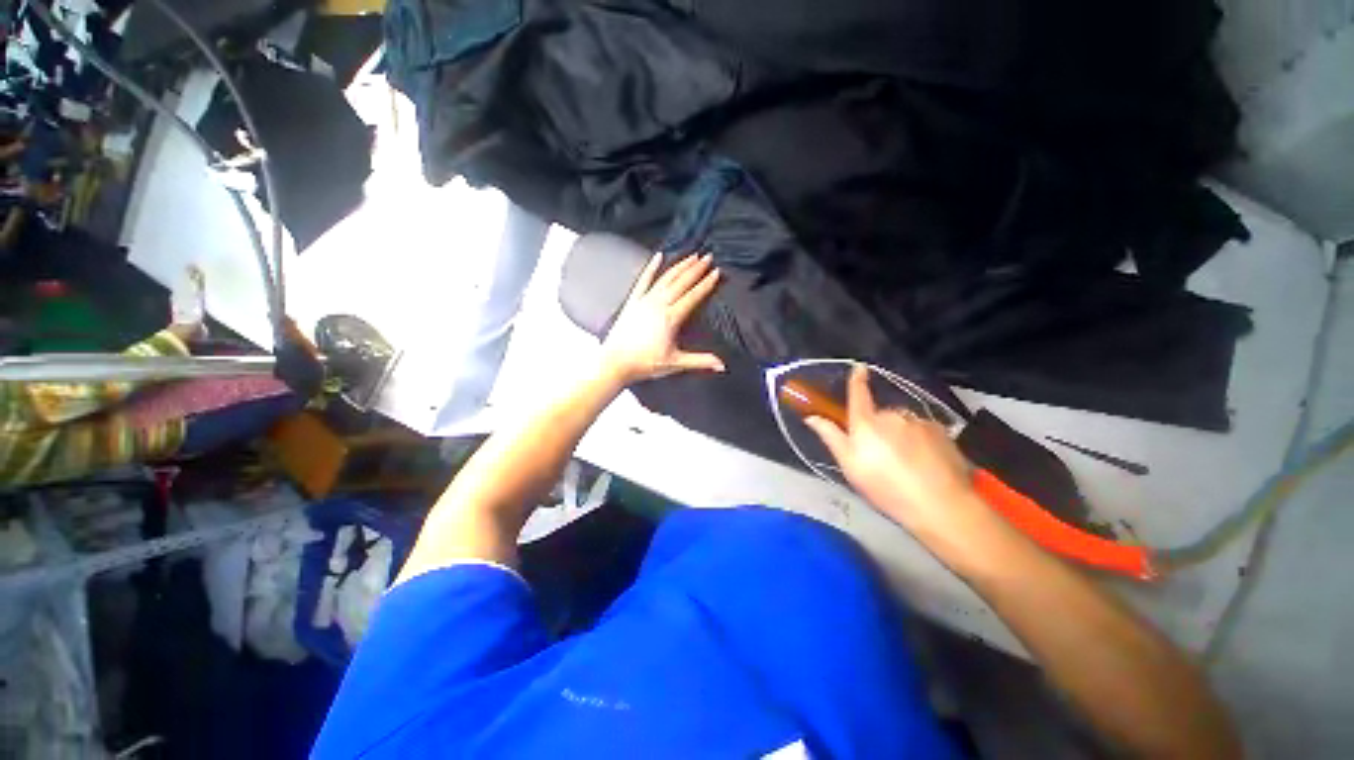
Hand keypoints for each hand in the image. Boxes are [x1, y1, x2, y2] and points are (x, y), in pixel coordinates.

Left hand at [601, 252, 725, 383]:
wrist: (616, 362)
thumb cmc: (645, 364)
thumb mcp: (675, 363)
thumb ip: (700, 361)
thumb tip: (722, 365)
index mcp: (671, 318)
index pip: (693, 296)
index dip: (706, 284)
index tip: (716, 271)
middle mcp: (658, 305)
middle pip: (681, 282)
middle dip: (696, 269)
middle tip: (708, 256)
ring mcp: (644, 301)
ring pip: (666, 278)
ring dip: (680, 266)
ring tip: (692, 255)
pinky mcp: (633, 301)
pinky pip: (643, 280)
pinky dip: (651, 267)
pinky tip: (658, 256)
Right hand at [805, 364, 981, 532]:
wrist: (940, 504)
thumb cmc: (886, 486)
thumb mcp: (850, 466)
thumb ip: (831, 437)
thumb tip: (812, 417)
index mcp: (867, 422)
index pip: (859, 394)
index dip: (857, 380)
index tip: (859, 367)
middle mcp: (892, 415)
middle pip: (881, 415)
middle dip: (879, 429)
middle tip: (881, 456)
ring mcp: (919, 421)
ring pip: (903, 424)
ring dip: (901, 436)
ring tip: (906, 464)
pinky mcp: (942, 431)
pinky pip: (923, 430)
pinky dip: (921, 442)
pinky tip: (925, 463)